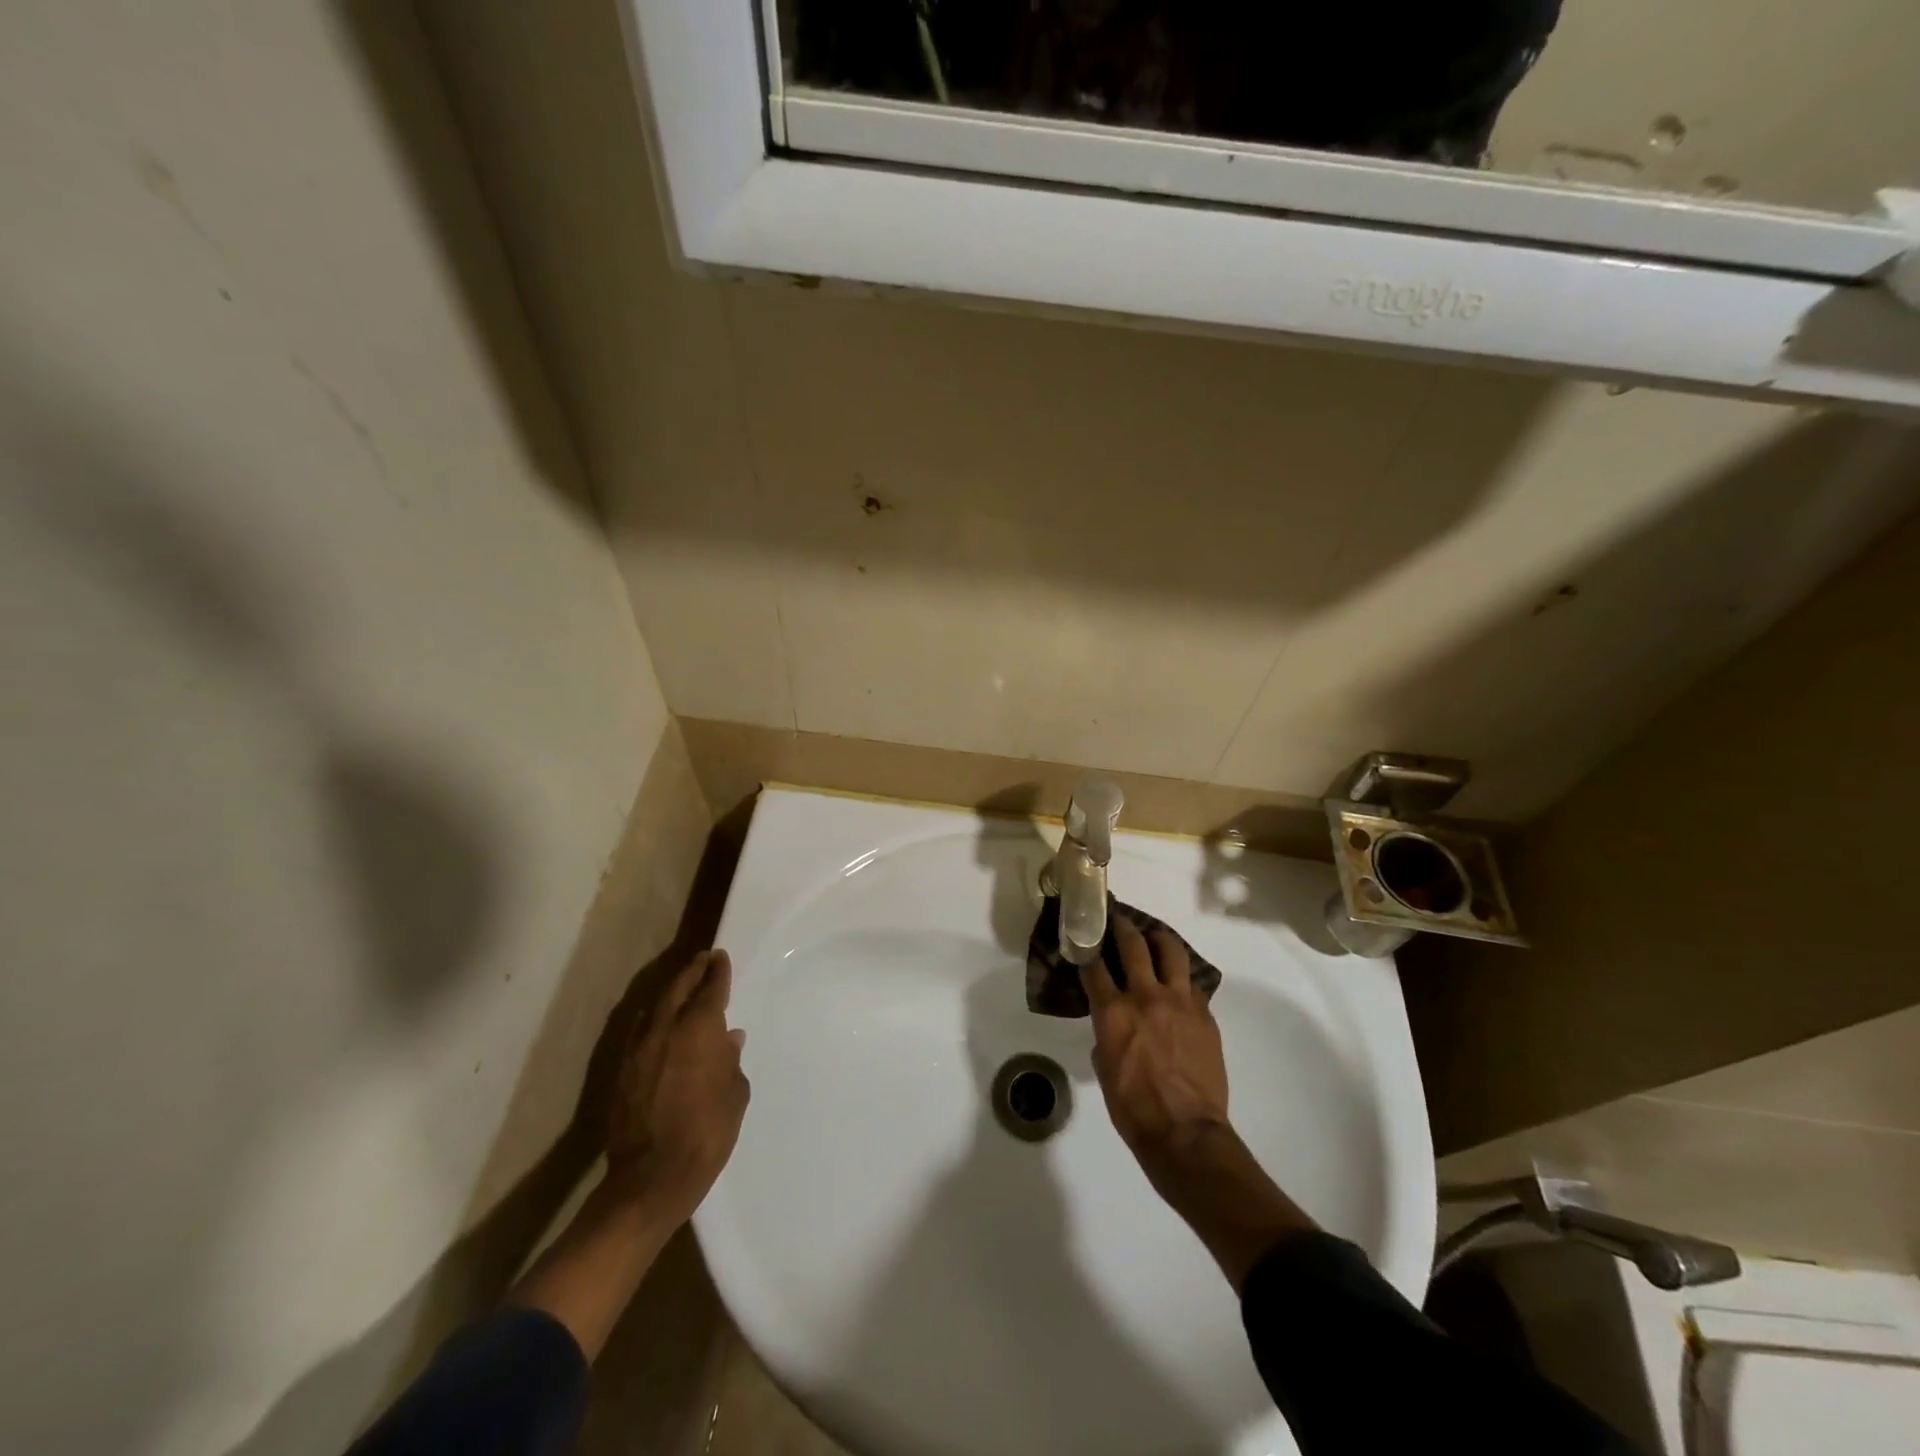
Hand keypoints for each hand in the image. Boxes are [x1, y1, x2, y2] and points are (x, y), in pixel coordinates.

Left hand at [605, 948, 749, 1222]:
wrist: (651, 1178)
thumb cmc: (707, 1132)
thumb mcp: (735, 1093)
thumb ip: (731, 1060)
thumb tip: (728, 1039)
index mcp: (699, 1028)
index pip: (710, 988)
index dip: (717, 971)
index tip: (720, 957)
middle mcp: (666, 1028)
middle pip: (677, 987)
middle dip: (691, 971)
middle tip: (702, 960)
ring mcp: (638, 1049)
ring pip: (655, 1006)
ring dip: (670, 992)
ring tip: (682, 986)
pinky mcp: (622, 1070)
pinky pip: (640, 1031)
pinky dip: (654, 1019)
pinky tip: (660, 1024)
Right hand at [1083, 917, 1313, 1286]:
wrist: (1185, 1133)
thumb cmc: (1133, 1109)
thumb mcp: (1104, 1068)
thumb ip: (1106, 1035)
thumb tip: (1112, 1026)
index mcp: (1113, 1012)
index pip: (1094, 967)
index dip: (1087, 947)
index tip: (1084, 935)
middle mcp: (1145, 996)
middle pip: (1133, 945)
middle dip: (1123, 926)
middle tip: (1117, 917)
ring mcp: (1179, 1002)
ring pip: (1172, 951)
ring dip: (1160, 939)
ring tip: (1154, 936)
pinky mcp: (1204, 1014)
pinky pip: (1192, 983)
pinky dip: (1181, 976)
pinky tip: (1178, 980)